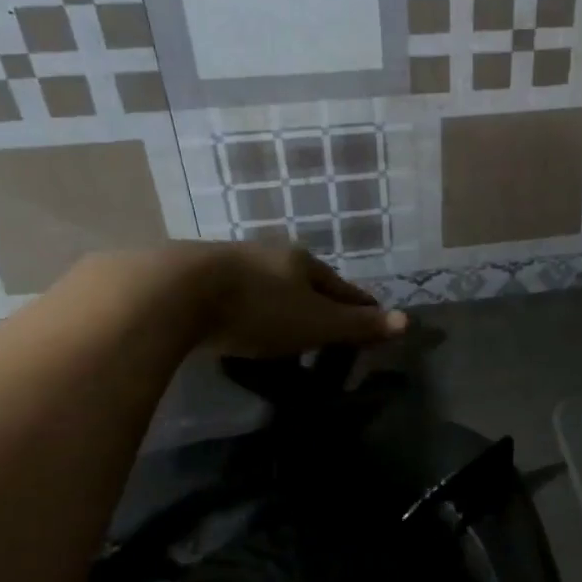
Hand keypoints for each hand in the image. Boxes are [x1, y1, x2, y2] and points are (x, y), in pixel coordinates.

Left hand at [199, 242, 407, 357]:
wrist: (173, 292)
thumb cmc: (258, 308)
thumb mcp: (315, 323)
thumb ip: (358, 325)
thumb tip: (407, 321)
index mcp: (302, 262)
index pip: (341, 286)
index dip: (358, 304)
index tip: (370, 317)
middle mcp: (269, 254)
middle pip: (302, 281)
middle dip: (316, 301)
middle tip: (324, 326)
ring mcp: (229, 262)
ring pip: (265, 284)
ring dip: (278, 303)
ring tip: (281, 327)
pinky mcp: (194, 276)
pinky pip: (232, 293)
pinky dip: (244, 308)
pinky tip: (236, 322)